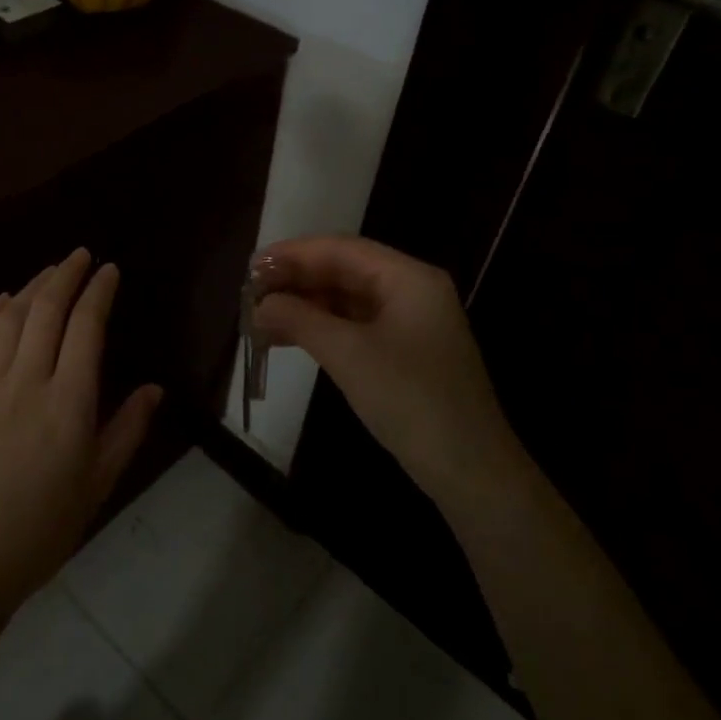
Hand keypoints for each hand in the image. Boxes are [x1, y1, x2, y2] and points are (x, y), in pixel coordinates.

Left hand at [0, 249, 162, 619]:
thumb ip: (127, 429)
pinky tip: (0, 300)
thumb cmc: (42, 528)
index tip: (109, 270)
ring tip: (49, 272)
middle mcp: (27, 381)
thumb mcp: (98, 484)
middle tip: (81, 255)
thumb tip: (155, 388)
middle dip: (66, 275)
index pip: (86, 327)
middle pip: (46, 310)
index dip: (99, 291)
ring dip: (30, 286)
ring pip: (9, 318)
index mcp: (69, 402)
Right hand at [254, 235, 526, 510]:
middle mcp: (411, 290)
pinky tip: (288, 336)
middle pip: (343, 270)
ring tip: (260, 316)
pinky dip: (320, 327)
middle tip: (250, 294)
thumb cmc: (411, 400)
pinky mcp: (403, 350)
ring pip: (346, 299)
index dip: (293, 254)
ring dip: (304, 305)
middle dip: (296, 280)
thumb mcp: (348, 355)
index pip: (341, 249)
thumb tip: (260, 304)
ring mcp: (409, 321)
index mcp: (408, 278)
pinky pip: (354, 325)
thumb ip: (300, 319)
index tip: (251, 266)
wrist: (469, 470)